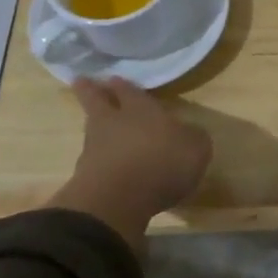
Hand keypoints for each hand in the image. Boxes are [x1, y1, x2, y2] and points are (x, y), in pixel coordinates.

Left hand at [48, 78, 211, 251]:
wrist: (118, 199)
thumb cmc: (163, 163)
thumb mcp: (196, 148)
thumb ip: (192, 137)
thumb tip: (188, 133)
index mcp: (141, 109)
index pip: (129, 91)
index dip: (123, 85)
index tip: (113, 78)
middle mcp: (113, 122)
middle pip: (97, 101)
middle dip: (90, 91)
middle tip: (81, 81)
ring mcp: (94, 148)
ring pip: (92, 129)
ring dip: (94, 126)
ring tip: (98, 126)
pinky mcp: (85, 176)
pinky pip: (93, 160)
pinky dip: (98, 159)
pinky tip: (106, 164)